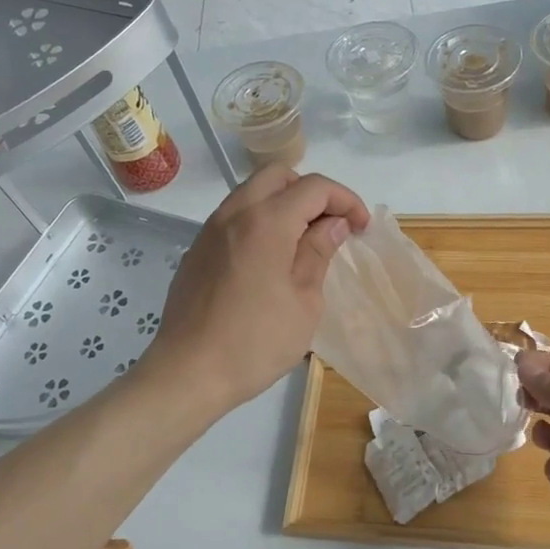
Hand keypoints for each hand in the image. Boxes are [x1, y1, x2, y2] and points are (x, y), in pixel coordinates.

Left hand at [147, 166, 369, 416]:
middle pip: (278, 175)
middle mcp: (234, 213)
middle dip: (312, 192)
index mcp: (266, 222)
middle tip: (331, 225)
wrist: (187, 373)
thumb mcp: (304, 301)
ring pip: (252, 192)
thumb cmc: (255, 342)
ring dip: (283, 204)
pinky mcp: (197, 251)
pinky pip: (234, 217)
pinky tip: (270, 259)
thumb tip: (333, 224)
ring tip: (304, 241)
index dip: (345, 200)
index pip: (314, 187)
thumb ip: (318, 253)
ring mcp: (210, 230)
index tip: (361, 227)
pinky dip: (259, 221)